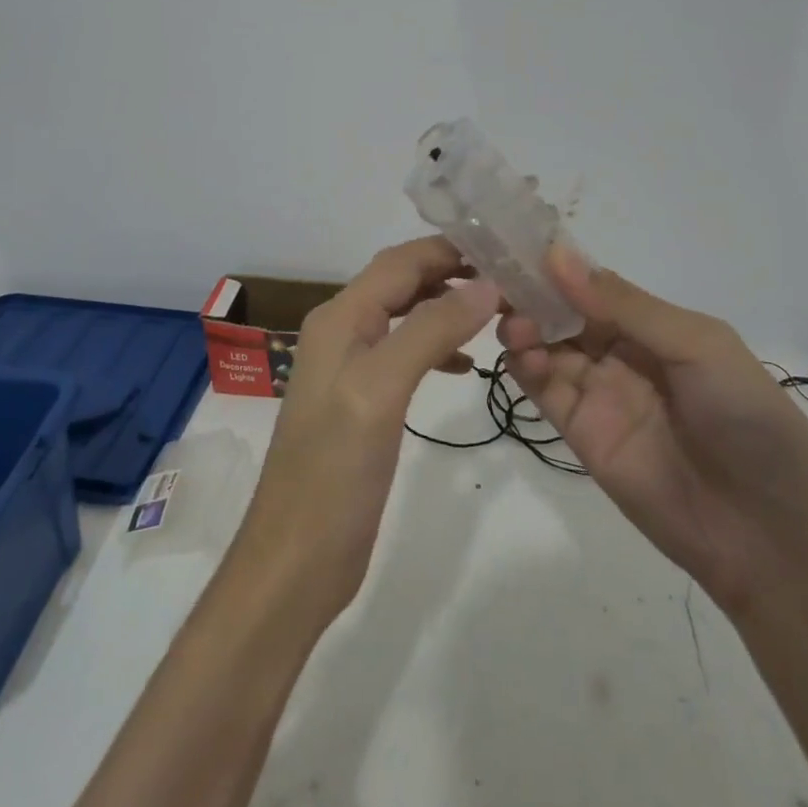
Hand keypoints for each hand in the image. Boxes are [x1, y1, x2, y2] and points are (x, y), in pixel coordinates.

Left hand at [226, 238, 500, 629]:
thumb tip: (484, 284)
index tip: (504, 248)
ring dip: (448, 308)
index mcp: (339, 319)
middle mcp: (342, 332)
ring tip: (498, 314)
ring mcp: (350, 368)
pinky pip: (404, 354)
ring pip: (405, 316)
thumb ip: (430, 330)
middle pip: (401, 283)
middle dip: (452, 274)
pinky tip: (467, 366)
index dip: (448, 249)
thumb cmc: (335, 471)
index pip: (399, 262)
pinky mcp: (363, 402)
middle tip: (511, 278)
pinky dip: (437, 348)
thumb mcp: (382, 390)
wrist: (297, 559)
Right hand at [499, 248, 807, 616]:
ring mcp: (599, 393)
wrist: (769, 535)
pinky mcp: (580, 432)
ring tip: (515, 325)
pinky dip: (524, 367)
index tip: (520, 244)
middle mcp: (623, 354)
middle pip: (565, 313)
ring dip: (525, 328)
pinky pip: (544, 390)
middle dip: (534, 294)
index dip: (561, 266)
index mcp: (656, 326)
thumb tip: (558, 254)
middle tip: (501, 282)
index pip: (596, 285)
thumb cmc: (747, 420)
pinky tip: (520, 353)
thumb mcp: (698, 347)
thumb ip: (625, 305)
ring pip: (547, 347)